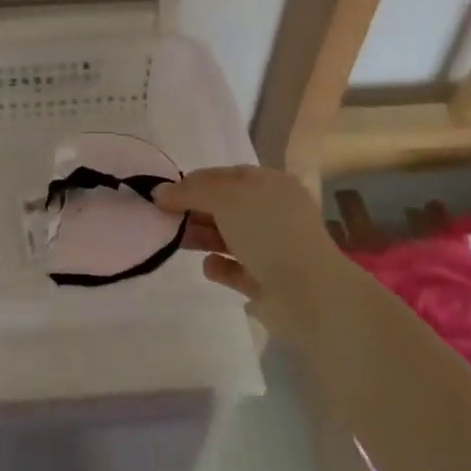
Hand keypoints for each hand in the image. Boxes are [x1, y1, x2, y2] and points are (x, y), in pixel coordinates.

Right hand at [156, 166, 349, 339]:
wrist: (310, 294)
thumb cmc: (269, 232)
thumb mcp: (226, 198)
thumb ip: (190, 191)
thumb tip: (160, 192)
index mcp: (271, 184)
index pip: (225, 175)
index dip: (194, 182)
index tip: (164, 194)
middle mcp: (272, 212)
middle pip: (225, 206)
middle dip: (195, 210)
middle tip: (164, 219)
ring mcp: (271, 248)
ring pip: (227, 236)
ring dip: (202, 236)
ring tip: (177, 241)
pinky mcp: (267, 281)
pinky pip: (236, 268)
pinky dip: (220, 266)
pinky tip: (209, 267)